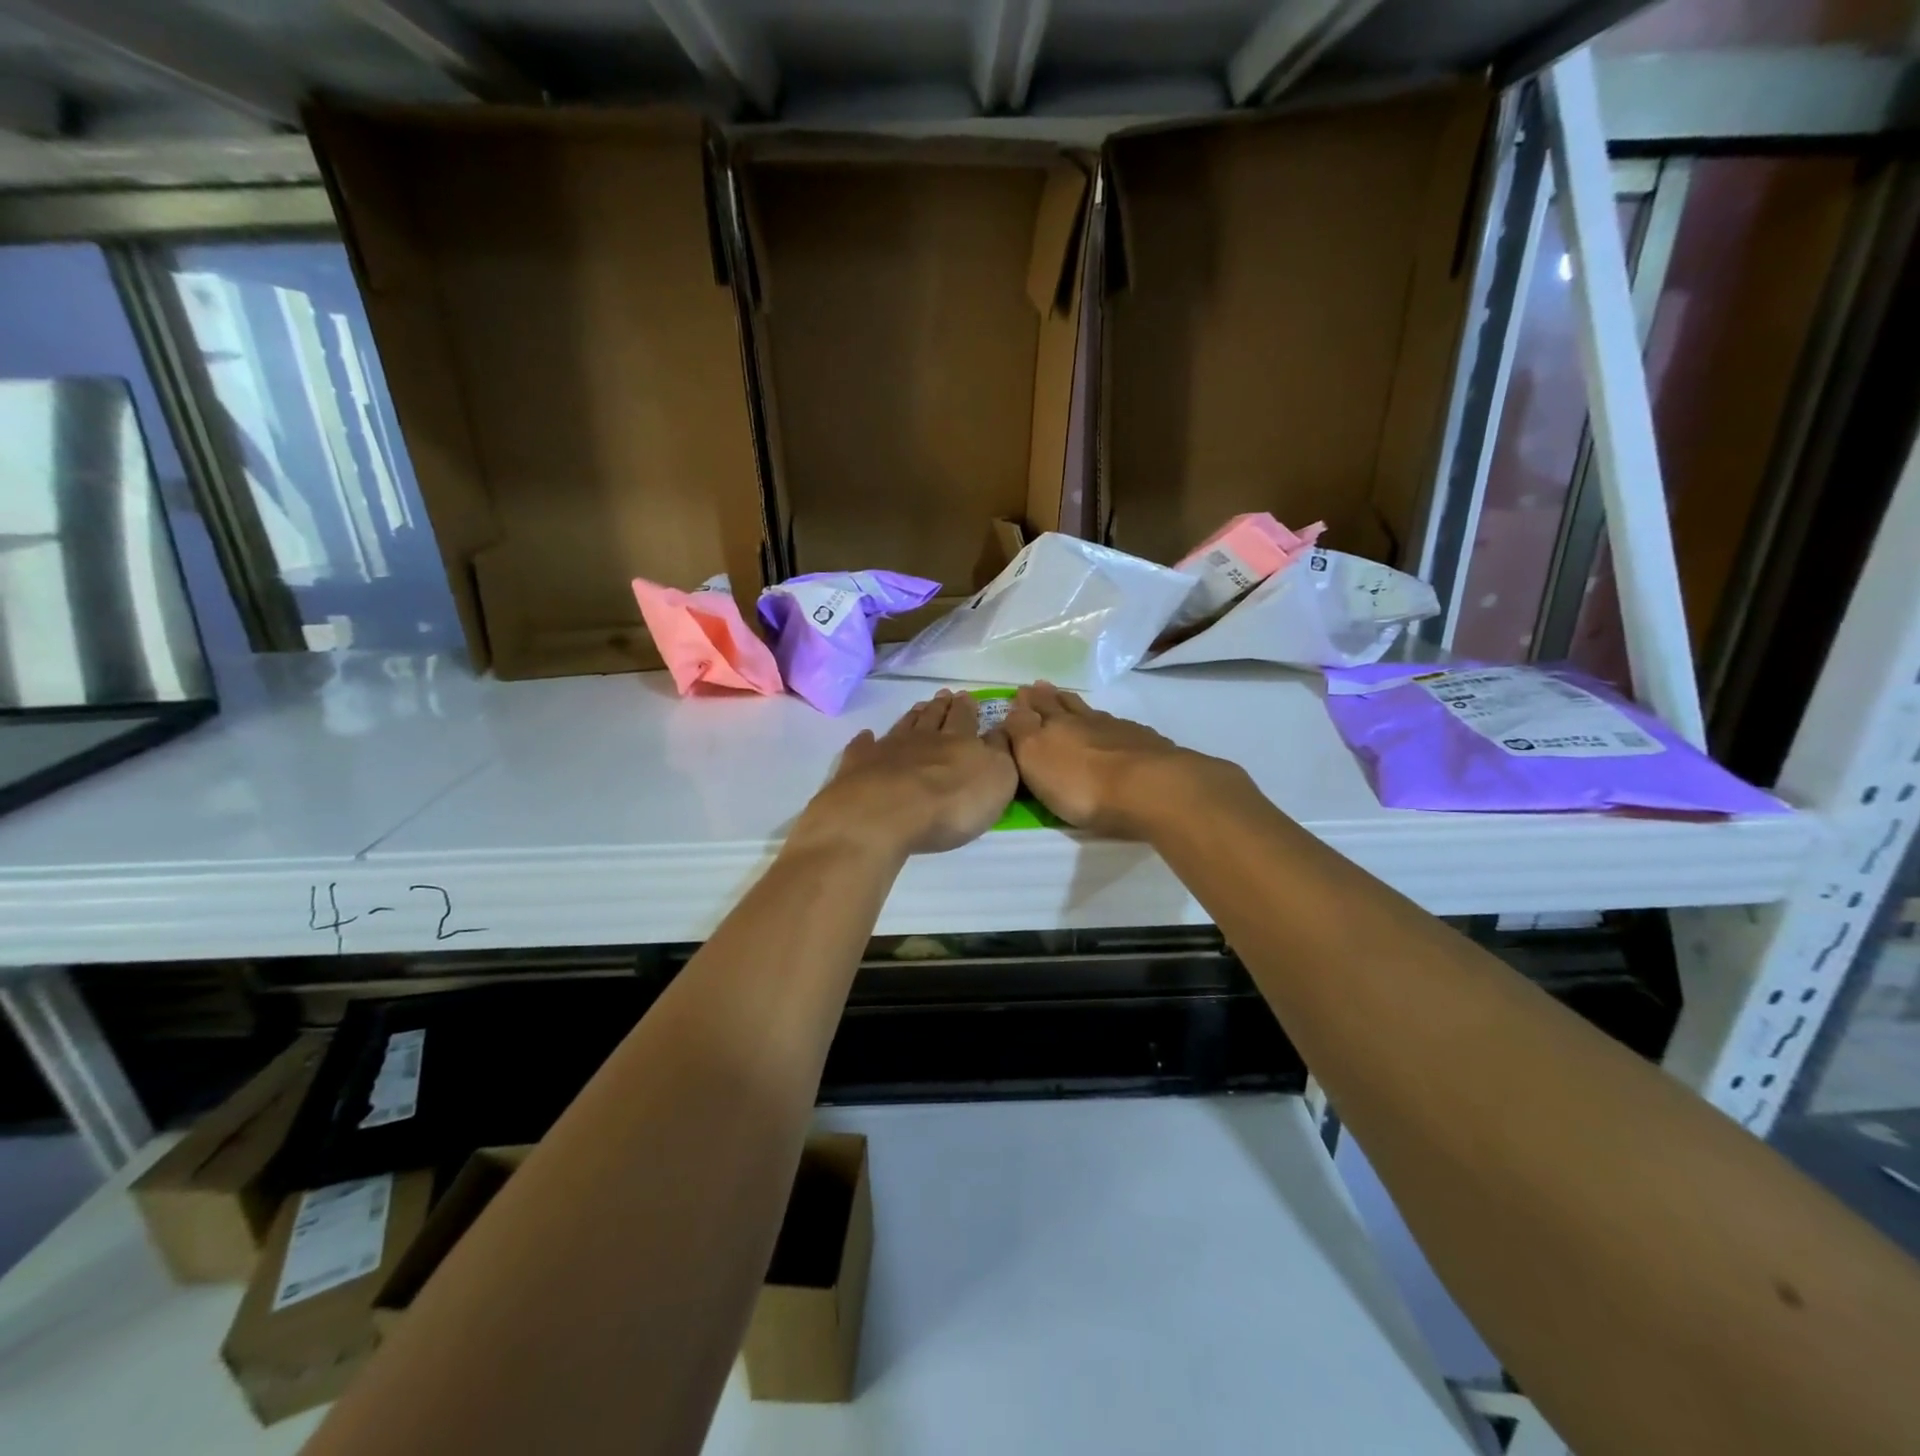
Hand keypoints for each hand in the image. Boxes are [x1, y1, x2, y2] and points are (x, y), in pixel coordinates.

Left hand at [793, 691, 1017, 859]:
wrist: (886, 813)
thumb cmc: (951, 803)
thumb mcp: (997, 779)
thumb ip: (1000, 752)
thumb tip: (1000, 730)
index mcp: (959, 741)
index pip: (966, 719)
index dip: (968, 709)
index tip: (967, 696)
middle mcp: (924, 739)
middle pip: (934, 718)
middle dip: (942, 706)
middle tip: (944, 695)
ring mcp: (888, 750)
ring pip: (904, 727)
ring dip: (913, 716)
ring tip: (919, 707)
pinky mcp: (860, 766)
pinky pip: (864, 748)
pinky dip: (867, 741)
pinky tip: (867, 736)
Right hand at [1004, 681, 1226, 838]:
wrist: (1149, 788)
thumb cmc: (1081, 784)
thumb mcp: (1035, 758)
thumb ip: (1022, 731)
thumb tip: (1016, 707)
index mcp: (1054, 726)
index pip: (1035, 709)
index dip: (1026, 702)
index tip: (1021, 692)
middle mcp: (1085, 721)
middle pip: (1064, 705)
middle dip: (1050, 697)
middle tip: (1041, 687)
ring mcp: (1118, 730)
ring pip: (1092, 713)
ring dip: (1079, 707)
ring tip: (1071, 701)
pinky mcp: (1146, 744)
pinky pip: (1120, 726)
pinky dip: (1110, 724)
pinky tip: (1113, 727)